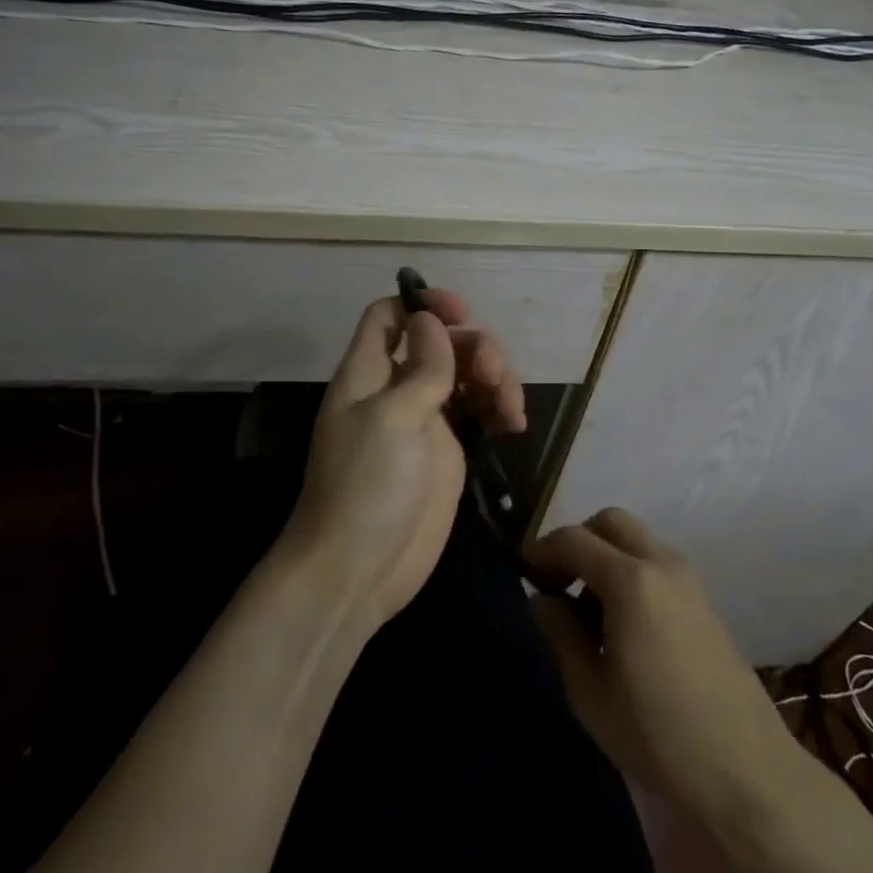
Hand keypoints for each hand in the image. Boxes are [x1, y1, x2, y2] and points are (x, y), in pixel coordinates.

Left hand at [275, 288, 525, 633]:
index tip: (461, 312)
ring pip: (465, 374)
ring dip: (495, 378)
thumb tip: (430, 320)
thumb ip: (421, 367)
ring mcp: (424, 419)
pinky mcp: (447, 451)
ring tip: (510, 409)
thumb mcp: (393, 417)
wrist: (358, 568)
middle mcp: (396, 387)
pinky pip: (477, 412)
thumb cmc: (367, 485)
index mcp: (369, 372)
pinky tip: (513, 424)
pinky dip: (498, 408)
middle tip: (494, 377)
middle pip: (440, 342)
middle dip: (474, 347)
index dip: (422, 304)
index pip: (389, 316)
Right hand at [528, 509, 798, 830]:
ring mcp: (690, 580)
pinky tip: (624, 623)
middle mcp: (662, 564)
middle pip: (610, 522)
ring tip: (589, 610)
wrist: (750, 774)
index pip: (573, 540)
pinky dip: (631, 570)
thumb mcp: (589, 692)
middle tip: (558, 583)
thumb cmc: (659, 736)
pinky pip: (657, 562)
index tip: (524, 577)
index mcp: (630, 581)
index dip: (541, 551)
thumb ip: (559, 634)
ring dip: (606, 556)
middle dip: (577, 541)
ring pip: (636, 539)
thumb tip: (542, 600)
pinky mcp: (705, 601)